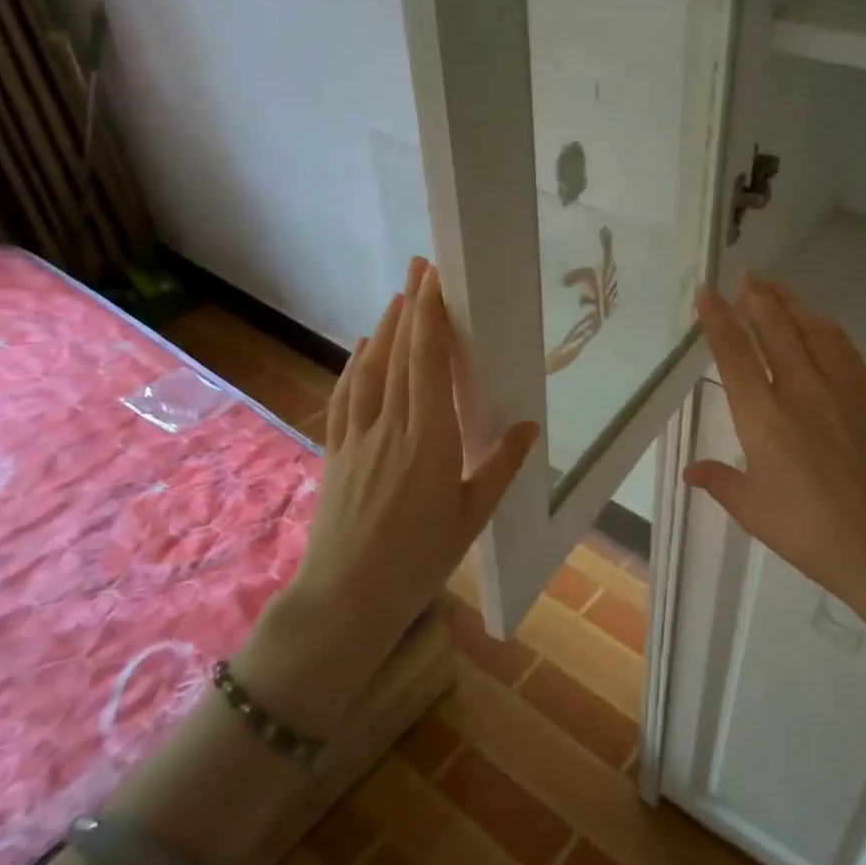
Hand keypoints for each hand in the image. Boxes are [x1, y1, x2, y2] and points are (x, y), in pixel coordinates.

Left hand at [240, 257, 538, 730]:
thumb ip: (499, 466)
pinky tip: (361, 350)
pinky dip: (355, 365)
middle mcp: (391, 426)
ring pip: (370, 369)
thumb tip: (528, 426)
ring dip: (384, 329)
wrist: (346, 597)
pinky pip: (347, 396)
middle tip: (420, 267)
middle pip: (398, 354)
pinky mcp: (337, 450)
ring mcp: (358, 436)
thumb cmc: (418, 559)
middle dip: (410, 306)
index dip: (431, 317)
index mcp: (428, 439)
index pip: (427, 363)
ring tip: (399, 297)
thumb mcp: (471, 516)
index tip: (436, 280)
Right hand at [685, 272, 865, 618]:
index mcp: (762, 417)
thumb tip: (691, 469)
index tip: (707, 292)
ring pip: (812, 330)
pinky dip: (826, 327)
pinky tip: (820, 322)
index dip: (718, 319)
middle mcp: (799, 391)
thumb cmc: (810, 532)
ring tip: (775, 287)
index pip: (734, 353)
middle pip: (774, 329)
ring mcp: (840, 389)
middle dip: (756, 298)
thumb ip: (720, 482)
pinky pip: (845, 348)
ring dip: (791, 303)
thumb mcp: (754, 511)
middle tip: (745, 276)